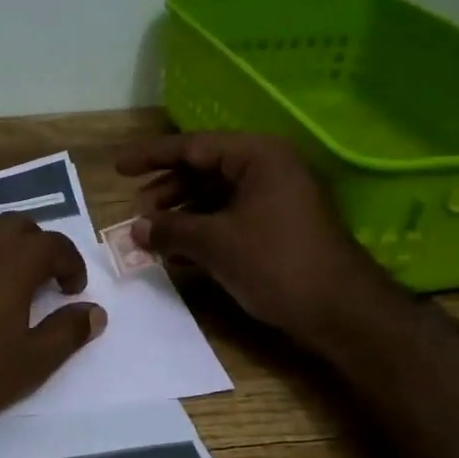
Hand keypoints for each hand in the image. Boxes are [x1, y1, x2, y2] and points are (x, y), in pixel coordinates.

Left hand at [0, 216, 105, 450]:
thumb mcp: (31, 363)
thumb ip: (67, 332)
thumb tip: (95, 312)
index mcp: (12, 261)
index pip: (53, 244)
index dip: (71, 264)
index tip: (73, 290)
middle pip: (17, 226)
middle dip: (39, 247)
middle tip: (45, 281)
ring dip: (4, 246)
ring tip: (8, 282)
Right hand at [115, 131, 386, 344]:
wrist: (340, 311)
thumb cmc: (276, 263)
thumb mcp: (215, 243)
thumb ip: (170, 229)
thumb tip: (135, 228)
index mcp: (258, 156)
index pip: (193, 146)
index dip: (151, 156)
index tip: (118, 167)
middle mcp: (268, 169)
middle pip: (203, 170)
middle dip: (166, 192)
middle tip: (137, 214)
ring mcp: (275, 198)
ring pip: (214, 197)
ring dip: (181, 216)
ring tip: (152, 238)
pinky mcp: (277, 227)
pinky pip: (229, 218)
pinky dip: (201, 231)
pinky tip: (177, 254)